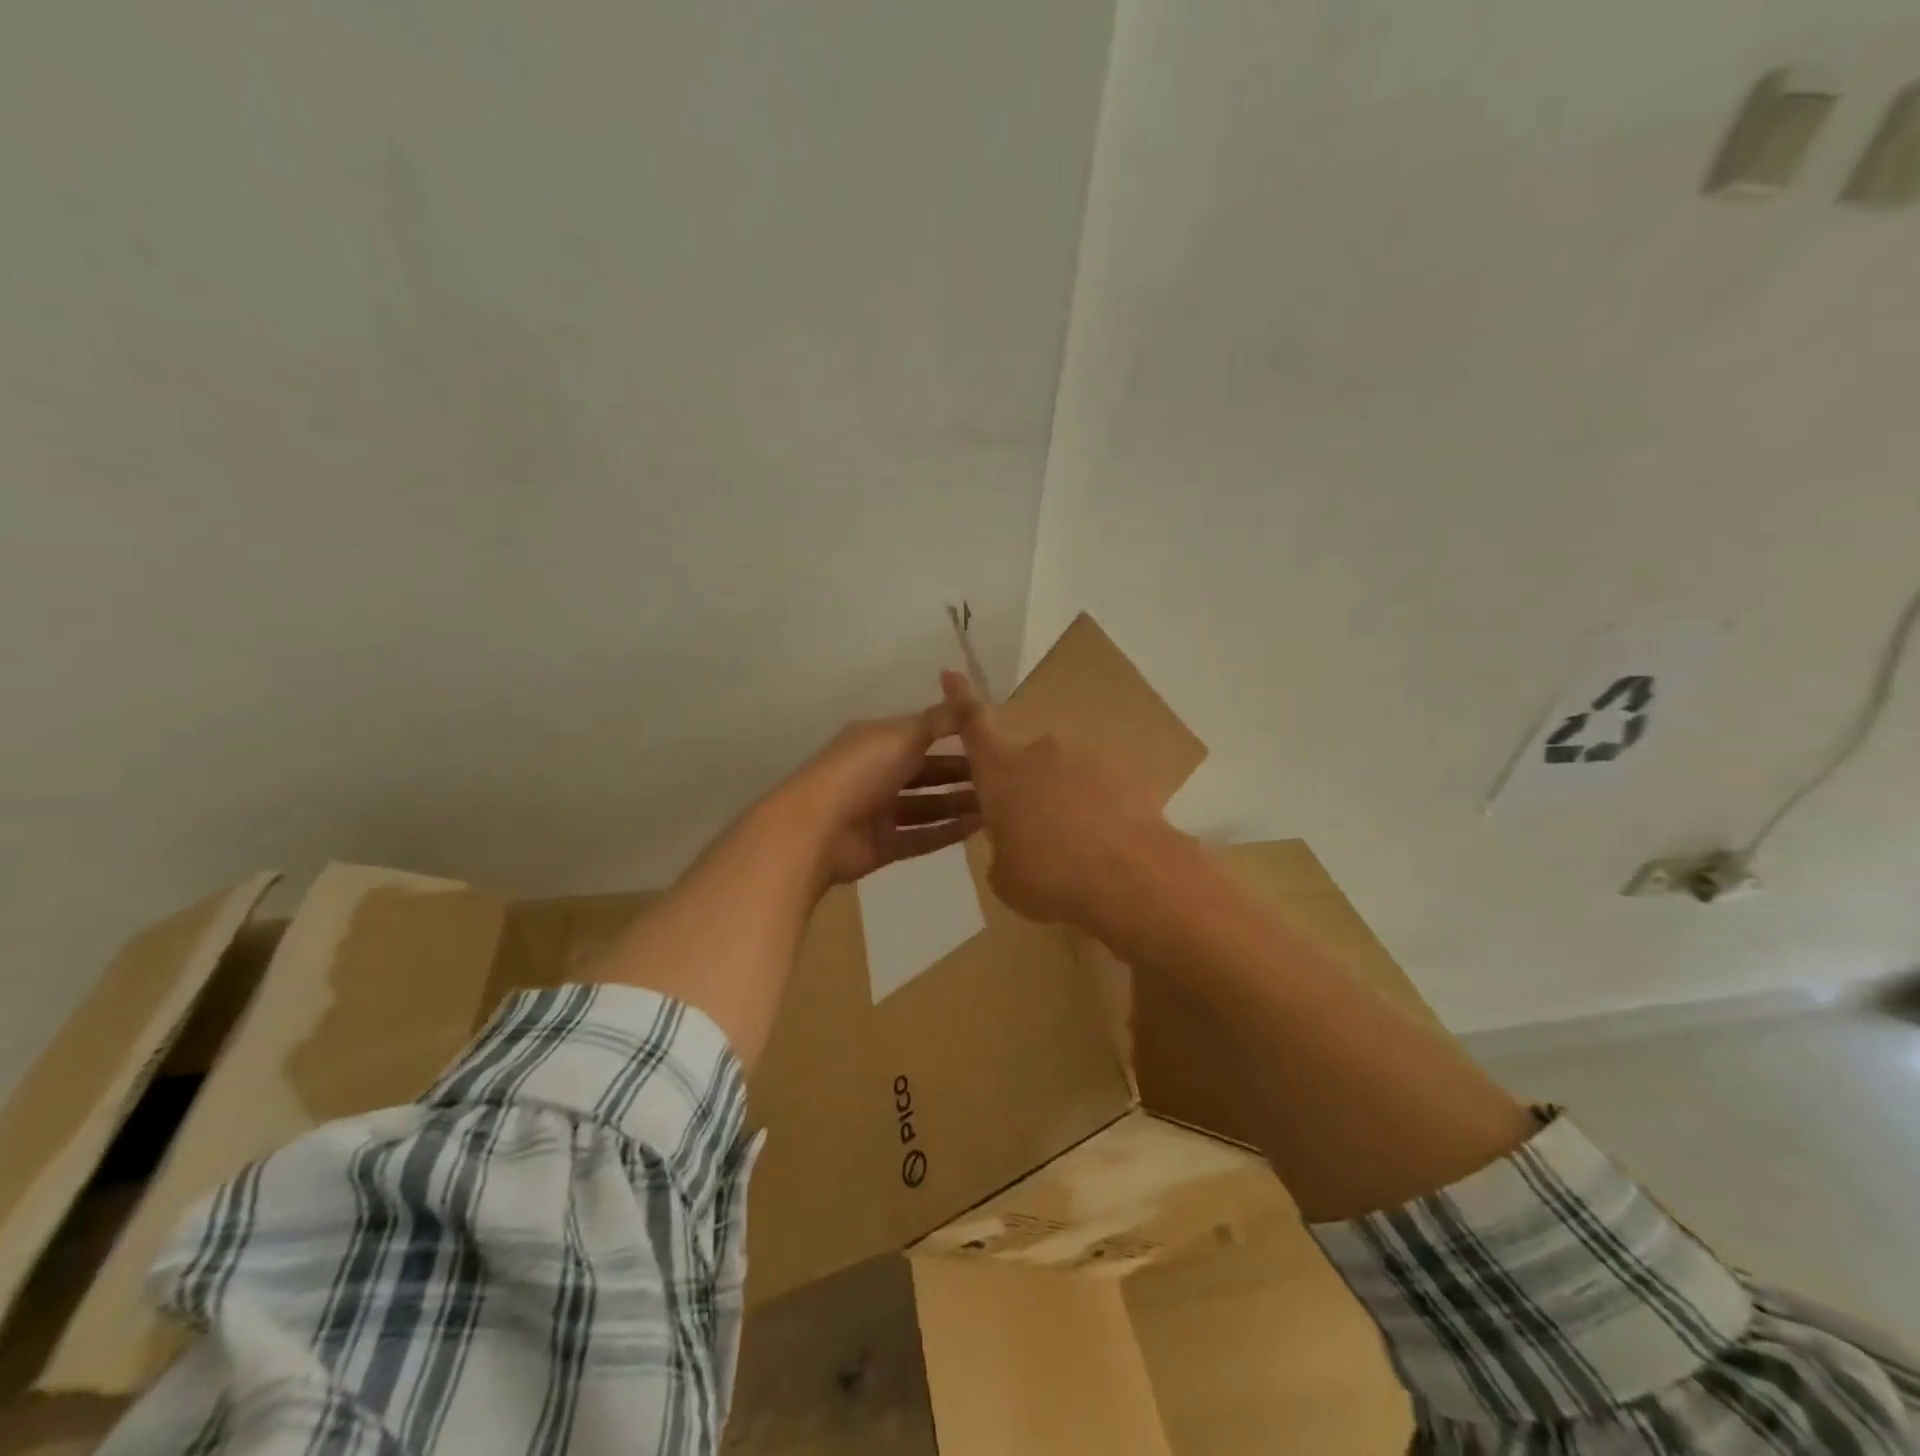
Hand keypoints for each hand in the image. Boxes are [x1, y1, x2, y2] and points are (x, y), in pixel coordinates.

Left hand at [782, 703, 981, 888]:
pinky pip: (920, 836)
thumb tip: (969, 698)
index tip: (990, 739)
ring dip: (957, 804)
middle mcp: (877, 773)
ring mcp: (878, 812)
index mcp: (878, 741)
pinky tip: (978, 828)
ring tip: (997, 805)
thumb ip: (939, 720)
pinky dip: (946, 832)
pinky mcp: (881, 845)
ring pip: (925, 806)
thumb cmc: (860, 772)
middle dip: (960, 773)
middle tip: (1001, 777)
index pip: (921, 734)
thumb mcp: (903, 736)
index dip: (954, 736)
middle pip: (925, 771)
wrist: (815, 830)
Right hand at [939, 670, 1172, 928]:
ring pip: (1067, 774)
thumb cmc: (1050, 878)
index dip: (961, 699)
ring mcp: (1086, 758)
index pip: (973, 725)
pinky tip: (1111, 842)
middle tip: (1040, 833)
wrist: (1129, 878)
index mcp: (1001, 773)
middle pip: (1026, 762)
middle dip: (1029, 788)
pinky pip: (1103, 786)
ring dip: (1067, 798)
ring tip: (1081, 845)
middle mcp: (1041, 754)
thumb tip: (1016, 845)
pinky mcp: (1125, 771)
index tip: (952, 673)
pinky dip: (1102, 807)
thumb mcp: (1006, 877)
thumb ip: (1003, 850)